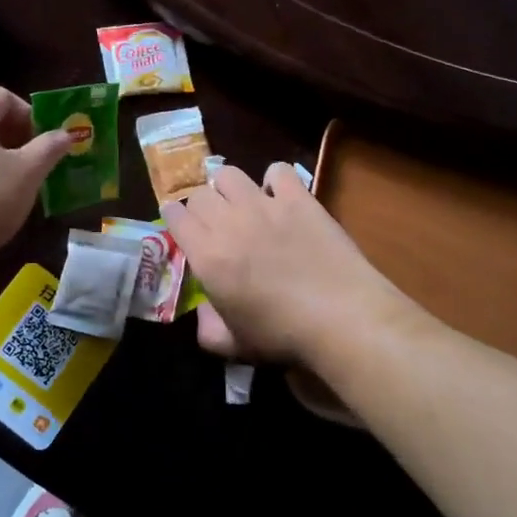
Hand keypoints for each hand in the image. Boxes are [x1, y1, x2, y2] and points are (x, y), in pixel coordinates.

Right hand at [161, 163, 408, 366]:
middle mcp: (228, 222)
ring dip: (229, 188)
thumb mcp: (234, 345)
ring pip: (229, 174)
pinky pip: (277, 171)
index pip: (174, 216)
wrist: (341, 317)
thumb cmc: (284, 335)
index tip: (182, 226)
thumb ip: (208, 329)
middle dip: (201, 206)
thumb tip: (204, 312)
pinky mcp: (298, 198)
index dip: (175, 218)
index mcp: (207, 255)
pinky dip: (275, 180)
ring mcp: (264, 205)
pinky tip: (281, 196)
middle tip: (216, 223)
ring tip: (242, 203)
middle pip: (200, 193)